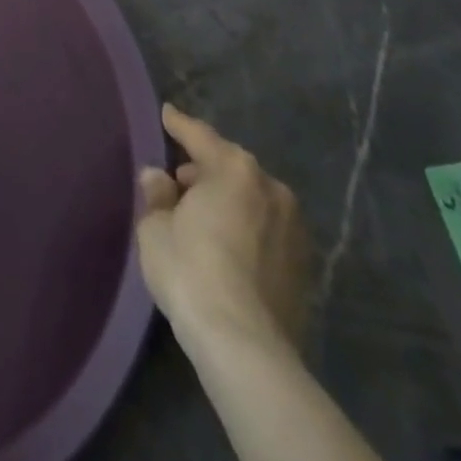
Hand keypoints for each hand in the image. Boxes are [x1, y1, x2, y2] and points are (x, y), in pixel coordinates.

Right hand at [136, 104, 310, 356]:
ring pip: (252, 198)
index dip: (178, 124)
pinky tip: (227, 245)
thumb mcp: (155, 227)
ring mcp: (294, 227)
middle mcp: (270, 187)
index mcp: (233, 168)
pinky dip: (246, 227)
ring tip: (202, 216)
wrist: (246, 347)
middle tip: (179, 181)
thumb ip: (157, 194)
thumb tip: (159, 178)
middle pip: (230, 165)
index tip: (167, 113)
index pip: (199, 135)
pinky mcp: (305, 266)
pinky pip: (266, 229)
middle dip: (204, 169)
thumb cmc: (191, 270)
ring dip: (228, 199)